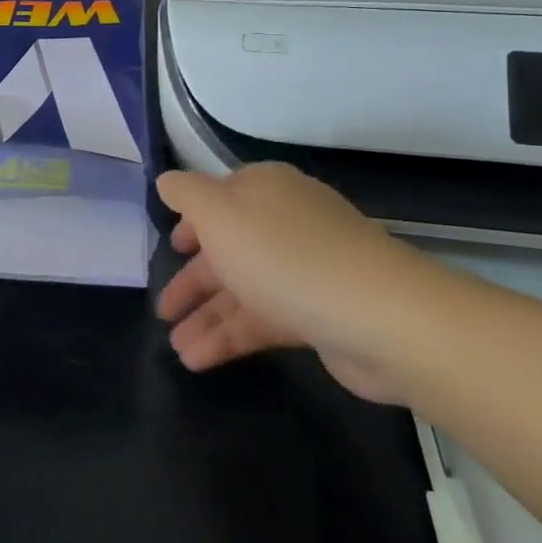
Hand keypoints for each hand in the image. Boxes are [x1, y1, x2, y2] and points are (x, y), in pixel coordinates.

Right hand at [155, 164, 439, 403]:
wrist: (377, 317)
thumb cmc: (283, 254)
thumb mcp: (217, 212)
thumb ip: (185, 193)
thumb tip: (168, 182)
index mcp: (265, 190)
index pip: (220, 198)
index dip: (192, 223)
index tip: (171, 248)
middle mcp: (285, 223)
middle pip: (228, 249)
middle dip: (192, 281)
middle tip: (163, 311)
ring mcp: (305, 270)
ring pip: (243, 290)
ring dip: (206, 318)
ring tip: (176, 350)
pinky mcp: (319, 314)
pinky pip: (263, 321)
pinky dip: (230, 338)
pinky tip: (199, 360)